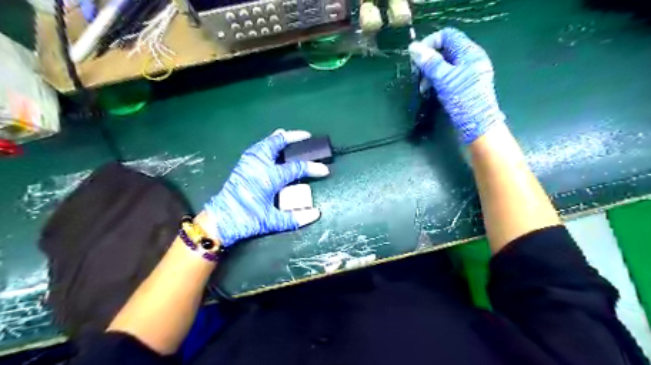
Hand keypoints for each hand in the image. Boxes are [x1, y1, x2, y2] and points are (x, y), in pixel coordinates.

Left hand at [203, 130, 327, 245]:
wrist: (219, 221)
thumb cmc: (246, 220)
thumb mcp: (272, 221)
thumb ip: (295, 218)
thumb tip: (316, 214)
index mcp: (268, 177)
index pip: (296, 168)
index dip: (312, 168)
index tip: (324, 170)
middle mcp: (258, 165)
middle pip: (277, 143)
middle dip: (293, 137)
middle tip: (306, 136)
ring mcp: (248, 163)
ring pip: (265, 143)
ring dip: (278, 138)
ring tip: (288, 136)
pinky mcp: (241, 165)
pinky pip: (257, 148)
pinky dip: (266, 143)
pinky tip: (270, 147)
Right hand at [409, 28, 504, 143]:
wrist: (478, 125)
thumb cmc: (463, 100)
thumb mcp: (444, 79)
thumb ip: (429, 62)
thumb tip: (413, 47)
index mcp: (469, 52)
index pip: (447, 35)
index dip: (430, 42)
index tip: (416, 57)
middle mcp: (470, 59)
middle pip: (445, 50)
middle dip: (428, 60)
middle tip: (417, 74)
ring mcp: (468, 73)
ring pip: (445, 64)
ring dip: (430, 73)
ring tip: (422, 88)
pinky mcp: (464, 85)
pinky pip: (448, 76)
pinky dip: (437, 81)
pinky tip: (430, 91)